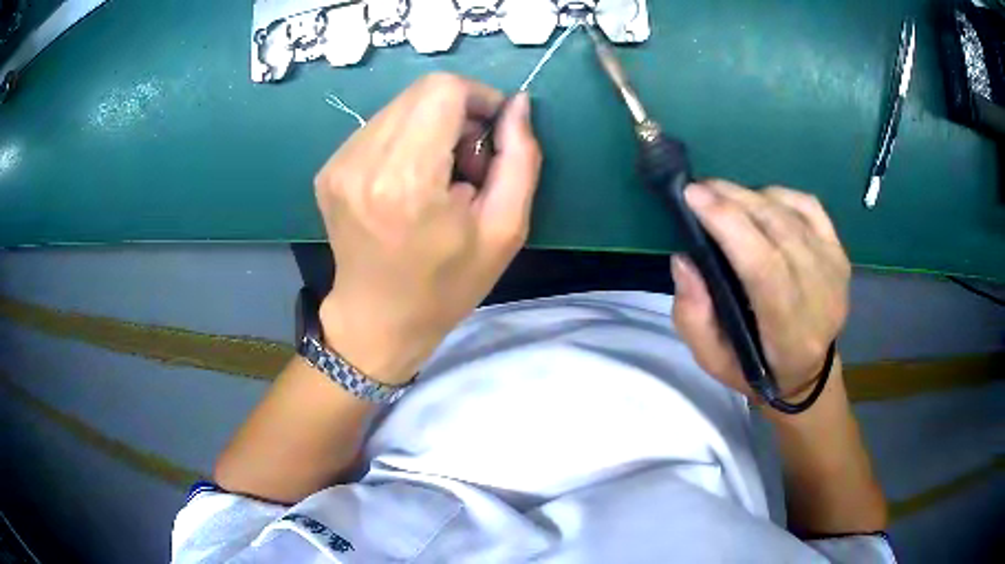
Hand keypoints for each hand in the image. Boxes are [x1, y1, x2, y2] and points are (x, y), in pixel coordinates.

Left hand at [313, 74, 541, 384]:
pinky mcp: (328, 169)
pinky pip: (379, 128)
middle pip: (421, 93)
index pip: (442, 89)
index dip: (478, 97)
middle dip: (458, 114)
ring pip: (400, 107)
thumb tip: (518, 104)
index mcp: (407, 180)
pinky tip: (412, 181)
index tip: (492, 133)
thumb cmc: (446, 286)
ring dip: (431, 127)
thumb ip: (520, 158)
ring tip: (439, 176)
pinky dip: (406, 141)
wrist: (377, 320)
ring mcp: (338, 164)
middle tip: (468, 163)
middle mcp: (363, 161)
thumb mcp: (505, 230)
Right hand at [671, 180, 850, 399]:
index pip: (764, 267)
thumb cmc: (756, 367)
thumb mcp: (712, 359)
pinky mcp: (838, 251)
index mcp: (789, 331)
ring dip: (750, 196)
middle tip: (699, 188)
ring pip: (789, 213)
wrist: (808, 371)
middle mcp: (820, 295)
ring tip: (721, 196)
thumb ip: (693, 315)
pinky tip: (758, 201)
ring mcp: (833, 268)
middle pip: (777, 229)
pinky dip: (778, 195)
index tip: (693, 196)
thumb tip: (684, 259)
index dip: (729, 225)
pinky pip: (808, 205)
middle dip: (733, 200)